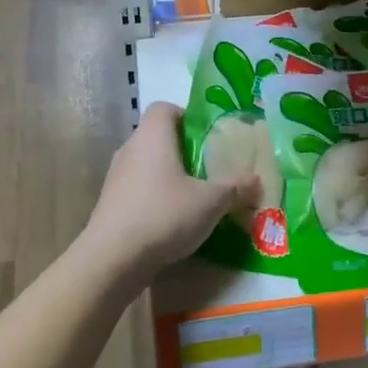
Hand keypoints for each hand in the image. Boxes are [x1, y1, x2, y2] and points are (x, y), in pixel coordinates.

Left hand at [81, 103, 257, 283]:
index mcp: (152, 136)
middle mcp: (130, 150)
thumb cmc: (164, 214)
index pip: (165, 108)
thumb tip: (256, 180)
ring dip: (169, 177)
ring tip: (195, 198)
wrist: (112, 259)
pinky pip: (138, 191)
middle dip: (184, 151)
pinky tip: (173, 222)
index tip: (207, 137)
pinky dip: (156, 199)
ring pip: (148, 166)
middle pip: (158, 138)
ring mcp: (116, 178)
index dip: (187, 116)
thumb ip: (235, 188)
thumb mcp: (211, 202)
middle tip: (209, 169)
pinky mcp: (110, 205)